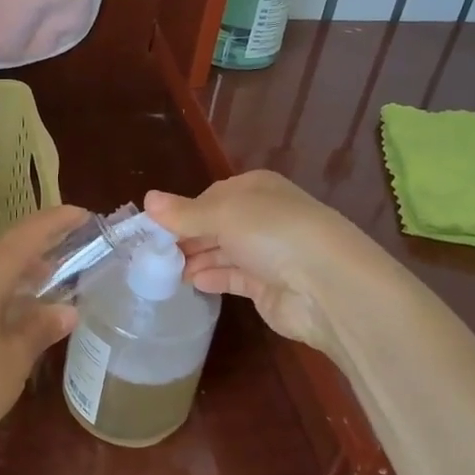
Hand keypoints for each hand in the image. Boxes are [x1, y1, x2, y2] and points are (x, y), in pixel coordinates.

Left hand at [0, 203, 84, 456]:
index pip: (29, 234)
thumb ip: (39, 329)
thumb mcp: (13, 360)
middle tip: (73, 256)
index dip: (58, 222)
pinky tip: (10, 318)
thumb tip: (66, 310)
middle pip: (6, 249)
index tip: (84, 216)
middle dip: (40, 249)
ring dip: (18, 275)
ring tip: (48, 287)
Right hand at [146, 172, 376, 361]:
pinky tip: (191, 282)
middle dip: (186, 237)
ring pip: (221, 251)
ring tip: (163, 271)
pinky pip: (232, 277)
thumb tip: (147, 199)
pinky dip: (212, 277)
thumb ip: (184, 213)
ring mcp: (267, 253)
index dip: (182, 211)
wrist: (327, 286)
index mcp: (255, 188)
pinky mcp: (267, 286)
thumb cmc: (273, 234)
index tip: (152, 228)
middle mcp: (262, 217)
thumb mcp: (223, 214)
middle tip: (151, 253)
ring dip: (195, 258)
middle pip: (215, 224)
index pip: (210, 196)